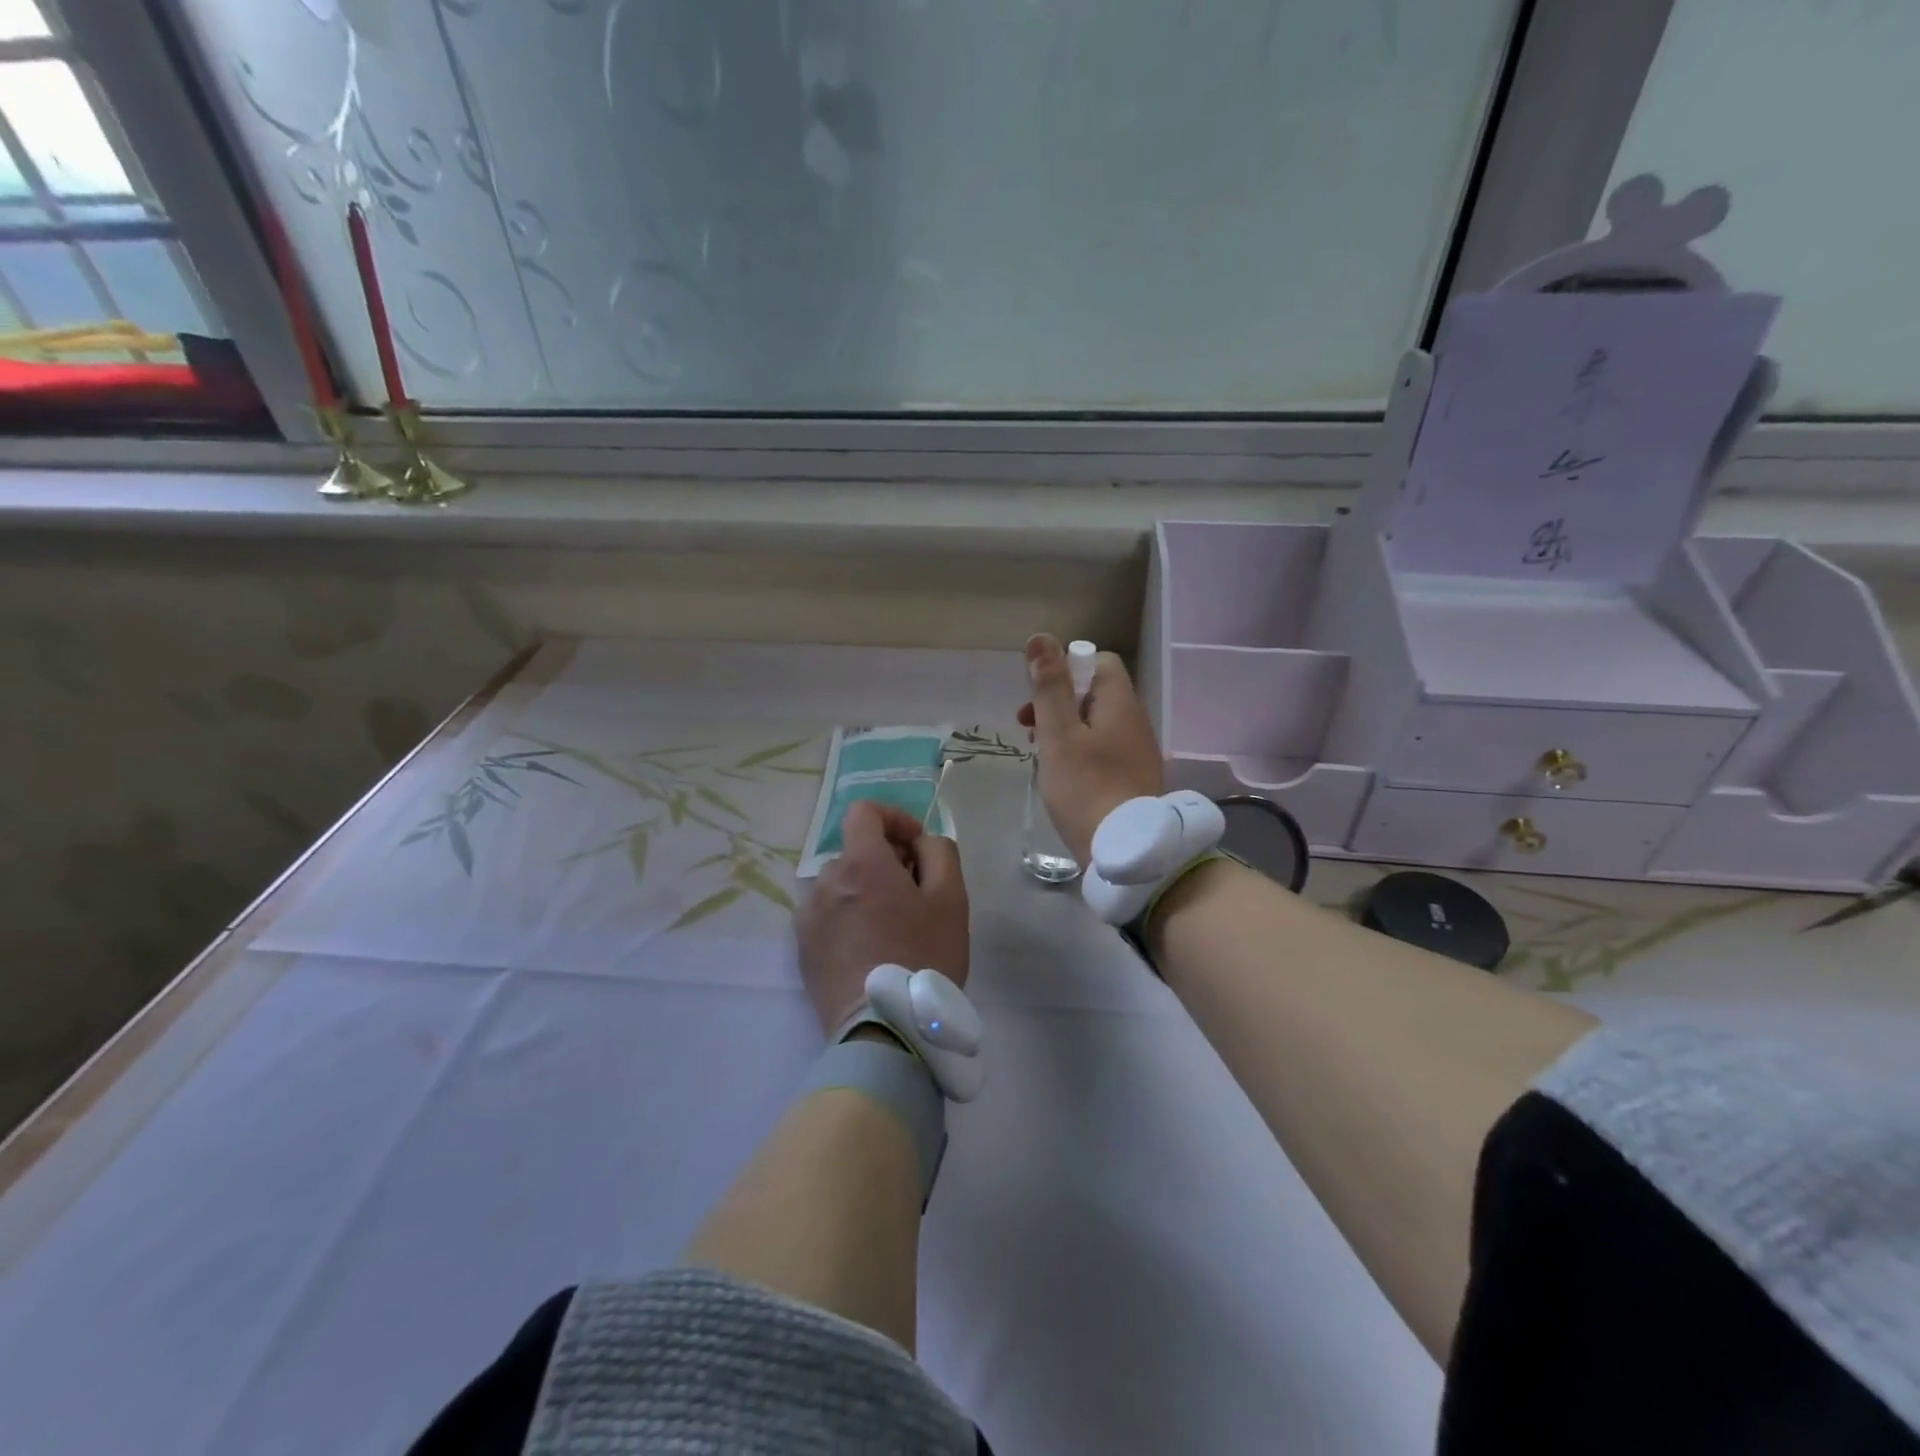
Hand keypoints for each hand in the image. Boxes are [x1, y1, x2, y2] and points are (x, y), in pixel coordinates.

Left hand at [795, 799, 969, 1036]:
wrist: (884, 1028)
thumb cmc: (923, 956)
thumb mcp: (951, 898)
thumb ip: (940, 852)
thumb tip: (921, 842)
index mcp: (861, 863)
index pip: (864, 812)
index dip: (893, 818)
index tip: (916, 845)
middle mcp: (825, 882)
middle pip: (855, 853)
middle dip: (886, 861)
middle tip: (915, 894)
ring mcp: (808, 917)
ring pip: (840, 886)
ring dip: (865, 891)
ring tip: (892, 927)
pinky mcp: (802, 949)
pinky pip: (827, 916)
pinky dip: (847, 918)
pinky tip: (870, 949)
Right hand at [1017, 633, 1165, 863]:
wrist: (1127, 851)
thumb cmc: (1086, 788)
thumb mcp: (1059, 735)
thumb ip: (1049, 687)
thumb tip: (1040, 638)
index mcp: (1120, 703)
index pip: (1098, 662)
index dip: (1066, 669)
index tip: (1039, 696)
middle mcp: (1135, 721)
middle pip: (1095, 694)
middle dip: (1058, 703)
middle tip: (1028, 729)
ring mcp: (1137, 752)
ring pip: (1096, 724)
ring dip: (1065, 730)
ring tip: (1040, 755)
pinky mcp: (1134, 779)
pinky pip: (1103, 751)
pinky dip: (1079, 753)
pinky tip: (1062, 778)